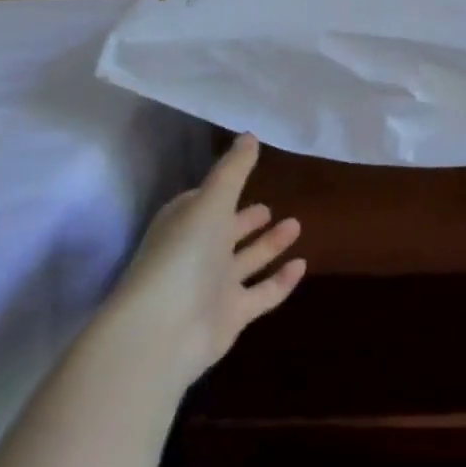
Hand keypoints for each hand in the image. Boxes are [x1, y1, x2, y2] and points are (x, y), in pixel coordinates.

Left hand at [109, 133, 305, 387]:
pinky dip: (281, 281)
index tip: (243, 177)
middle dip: (245, 220)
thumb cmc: (184, 255)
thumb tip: (250, 135)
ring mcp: (214, 287)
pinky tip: (302, 265)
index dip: (221, 191)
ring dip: (269, 244)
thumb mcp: (211, 202)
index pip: (203, 202)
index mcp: (184, 223)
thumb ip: (233, 170)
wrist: (163, 331)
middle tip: (270, 206)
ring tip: (296, 225)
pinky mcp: (232, 315)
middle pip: (225, 233)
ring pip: (246, 261)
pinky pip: (262, 293)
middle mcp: (197, 254)